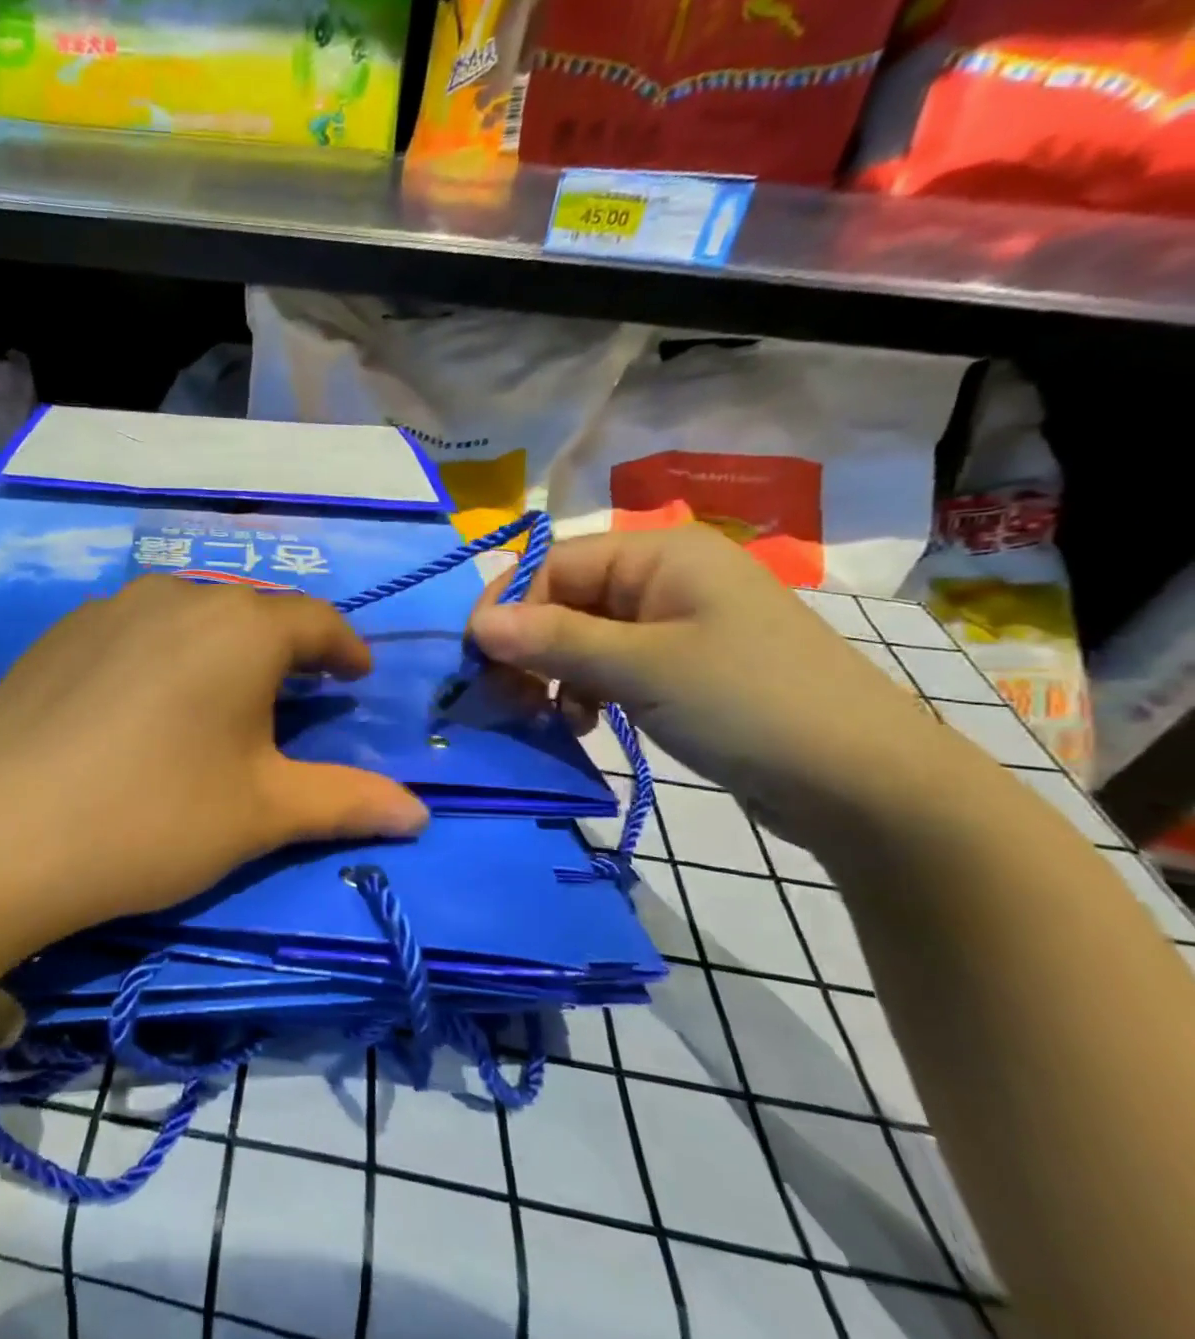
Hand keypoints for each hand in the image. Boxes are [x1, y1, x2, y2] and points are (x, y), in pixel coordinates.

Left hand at [0, 576, 428, 969]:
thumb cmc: (153, 819)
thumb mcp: (261, 814)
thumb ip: (346, 801)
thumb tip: (420, 814)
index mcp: (241, 628)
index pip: (315, 621)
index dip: (344, 649)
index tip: (356, 677)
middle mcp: (177, 596)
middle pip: (251, 611)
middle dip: (284, 647)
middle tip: (295, 691)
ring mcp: (109, 607)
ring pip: (189, 612)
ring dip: (221, 644)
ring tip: (222, 691)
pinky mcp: (59, 632)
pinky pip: (134, 627)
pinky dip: (162, 651)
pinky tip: (145, 699)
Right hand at [466, 524, 969, 853]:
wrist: (862, 783)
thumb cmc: (749, 704)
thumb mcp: (641, 667)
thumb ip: (553, 640)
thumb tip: (476, 623)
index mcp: (660, 554)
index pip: (554, 564)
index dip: (509, 607)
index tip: (477, 660)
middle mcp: (664, 579)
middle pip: (565, 600)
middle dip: (529, 647)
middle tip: (507, 697)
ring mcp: (674, 626)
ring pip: (581, 639)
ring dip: (554, 675)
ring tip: (550, 718)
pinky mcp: (680, 670)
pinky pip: (609, 668)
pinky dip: (585, 693)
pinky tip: (583, 725)